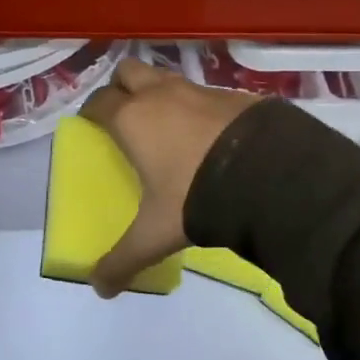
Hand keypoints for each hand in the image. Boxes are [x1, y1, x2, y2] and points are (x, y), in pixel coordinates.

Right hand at [79, 58, 256, 297]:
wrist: (268, 174)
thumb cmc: (195, 196)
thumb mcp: (155, 234)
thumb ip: (123, 259)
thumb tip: (99, 288)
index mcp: (132, 119)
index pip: (98, 102)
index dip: (91, 112)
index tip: (91, 126)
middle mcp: (160, 94)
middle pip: (128, 72)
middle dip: (122, 87)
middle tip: (125, 115)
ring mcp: (199, 89)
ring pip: (166, 78)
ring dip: (160, 93)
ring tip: (167, 125)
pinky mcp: (233, 94)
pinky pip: (204, 93)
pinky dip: (198, 106)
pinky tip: (209, 134)